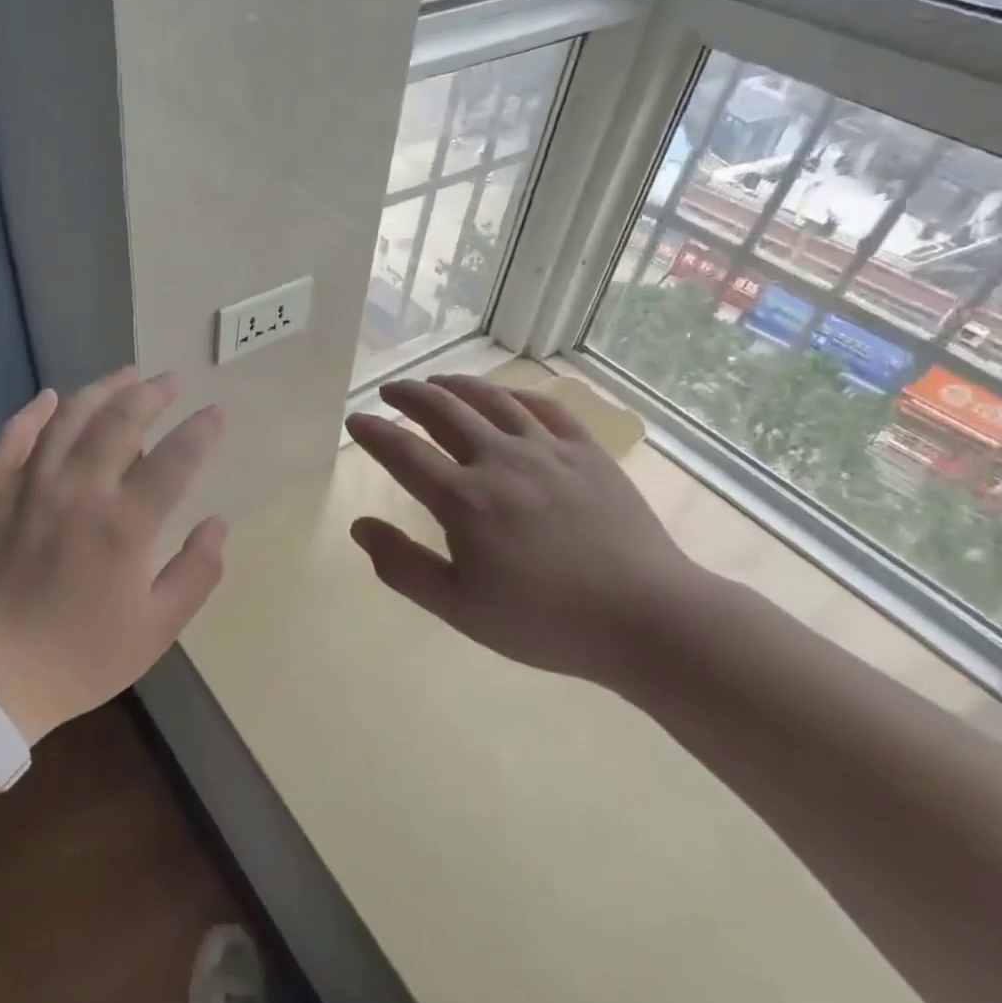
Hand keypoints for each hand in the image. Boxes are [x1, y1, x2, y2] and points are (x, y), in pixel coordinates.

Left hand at [0, 368, 226, 743]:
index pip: (175, 459)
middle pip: (121, 421)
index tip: (215, 413)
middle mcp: (80, 490)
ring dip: (101, 390)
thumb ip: (196, 574)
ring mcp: (30, 487)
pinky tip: (48, 397)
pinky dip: (31, 413)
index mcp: (125, 524)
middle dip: (152, 394)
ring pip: (69, 419)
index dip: (201, 430)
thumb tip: (217, 525)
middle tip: (171, 381)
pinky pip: (11, 439)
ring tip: (125, 375)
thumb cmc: (78, 659)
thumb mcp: (155, 631)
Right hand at [345, 375, 704, 688]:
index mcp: (465, 500)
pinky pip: (546, 407)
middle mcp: (500, 461)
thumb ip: (403, 567)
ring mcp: (548, 450)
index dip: (373, 433)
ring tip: (437, 381)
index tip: (354, 420)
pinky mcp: (587, 452)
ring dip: (457, 385)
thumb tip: (360, 527)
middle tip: (389, 389)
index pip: (403, 452)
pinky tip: (506, 395)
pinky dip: (516, 394)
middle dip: (409, 395)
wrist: (646, 619)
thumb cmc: (545, 622)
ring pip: (492, 400)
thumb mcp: (460, 609)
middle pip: (444, 411)